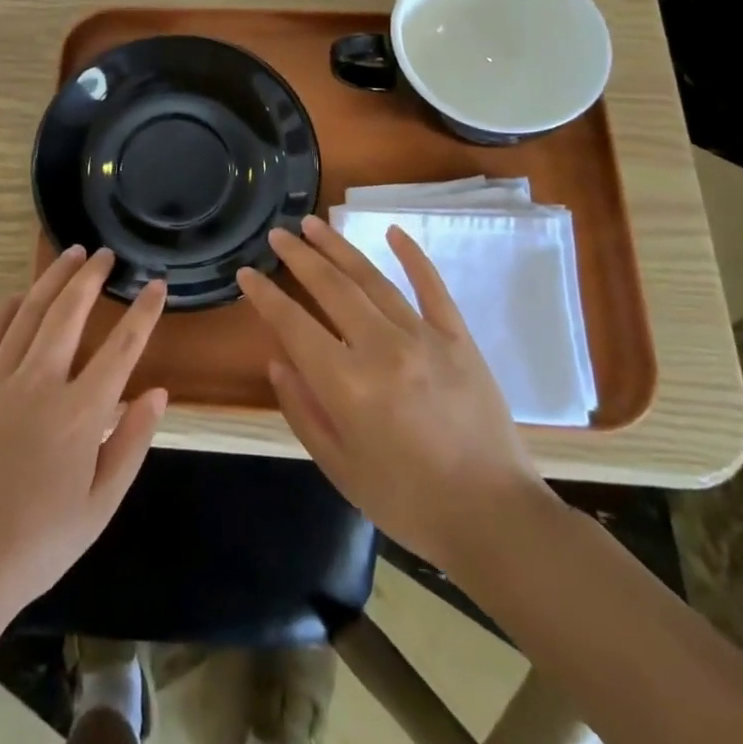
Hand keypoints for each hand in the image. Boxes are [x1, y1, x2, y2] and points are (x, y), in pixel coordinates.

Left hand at [0, 246, 168, 620]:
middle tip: (105, 254)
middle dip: (91, 277)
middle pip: (69, 313)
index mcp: (80, 413)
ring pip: (28, 314)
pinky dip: (3, 310)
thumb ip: (131, 443)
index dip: (143, 313)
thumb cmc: (40, 542)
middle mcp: (40, 384)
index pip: (122, 348)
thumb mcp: (101, 505)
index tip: (156, 284)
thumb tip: (157, 393)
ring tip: (69, 254)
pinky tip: (16, 296)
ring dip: (52, 280)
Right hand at [237, 216, 547, 570]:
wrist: (495, 519)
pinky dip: (413, 257)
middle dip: (299, 257)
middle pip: (331, 288)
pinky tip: (394, 231)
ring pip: (373, 279)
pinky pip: (432, 288)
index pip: (294, 325)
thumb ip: (302, 410)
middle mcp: (382, 349)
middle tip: (278, 234)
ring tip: (314, 223)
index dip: (265, 296)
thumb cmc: (407, 501)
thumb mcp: (339, 467)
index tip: (247, 273)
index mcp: (347, 385)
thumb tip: (278, 361)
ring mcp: (424, 338)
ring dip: (339, 248)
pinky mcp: (459, 339)